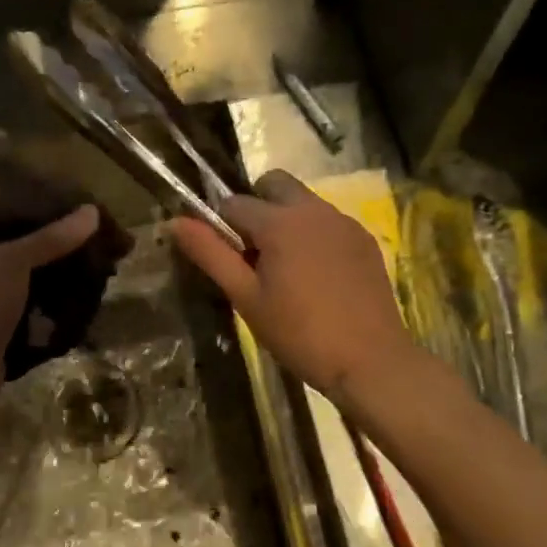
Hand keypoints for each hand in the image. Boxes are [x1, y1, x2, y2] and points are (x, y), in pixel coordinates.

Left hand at [0, 206, 99, 477]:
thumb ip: (51, 237)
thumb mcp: (13, 262)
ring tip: (87, 256)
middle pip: (13, 244)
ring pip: (24, 275)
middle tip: (82, 230)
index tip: (58, 201)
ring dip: (51, 271)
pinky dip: (49, 299)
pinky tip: (77, 290)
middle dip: (46, 241)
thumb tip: (93, 211)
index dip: (23, 204)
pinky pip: (29, 303)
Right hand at [170, 170, 412, 400]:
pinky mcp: (364, 239)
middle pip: (274, 184)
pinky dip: (315, 234)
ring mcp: (344, 222)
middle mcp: (313, 209)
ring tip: (288, 269)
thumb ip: (211, 254)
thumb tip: (175, 221)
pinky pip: (329, 221)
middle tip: (255, 253)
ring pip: (304, 201)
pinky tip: (319, 276)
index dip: (223, 226)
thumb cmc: (300, 334)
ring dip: (287, 219)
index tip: (228, 258)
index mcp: (279, 222)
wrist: (371, 361)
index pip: (234, 203)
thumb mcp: (246, 298)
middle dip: (257, 205)